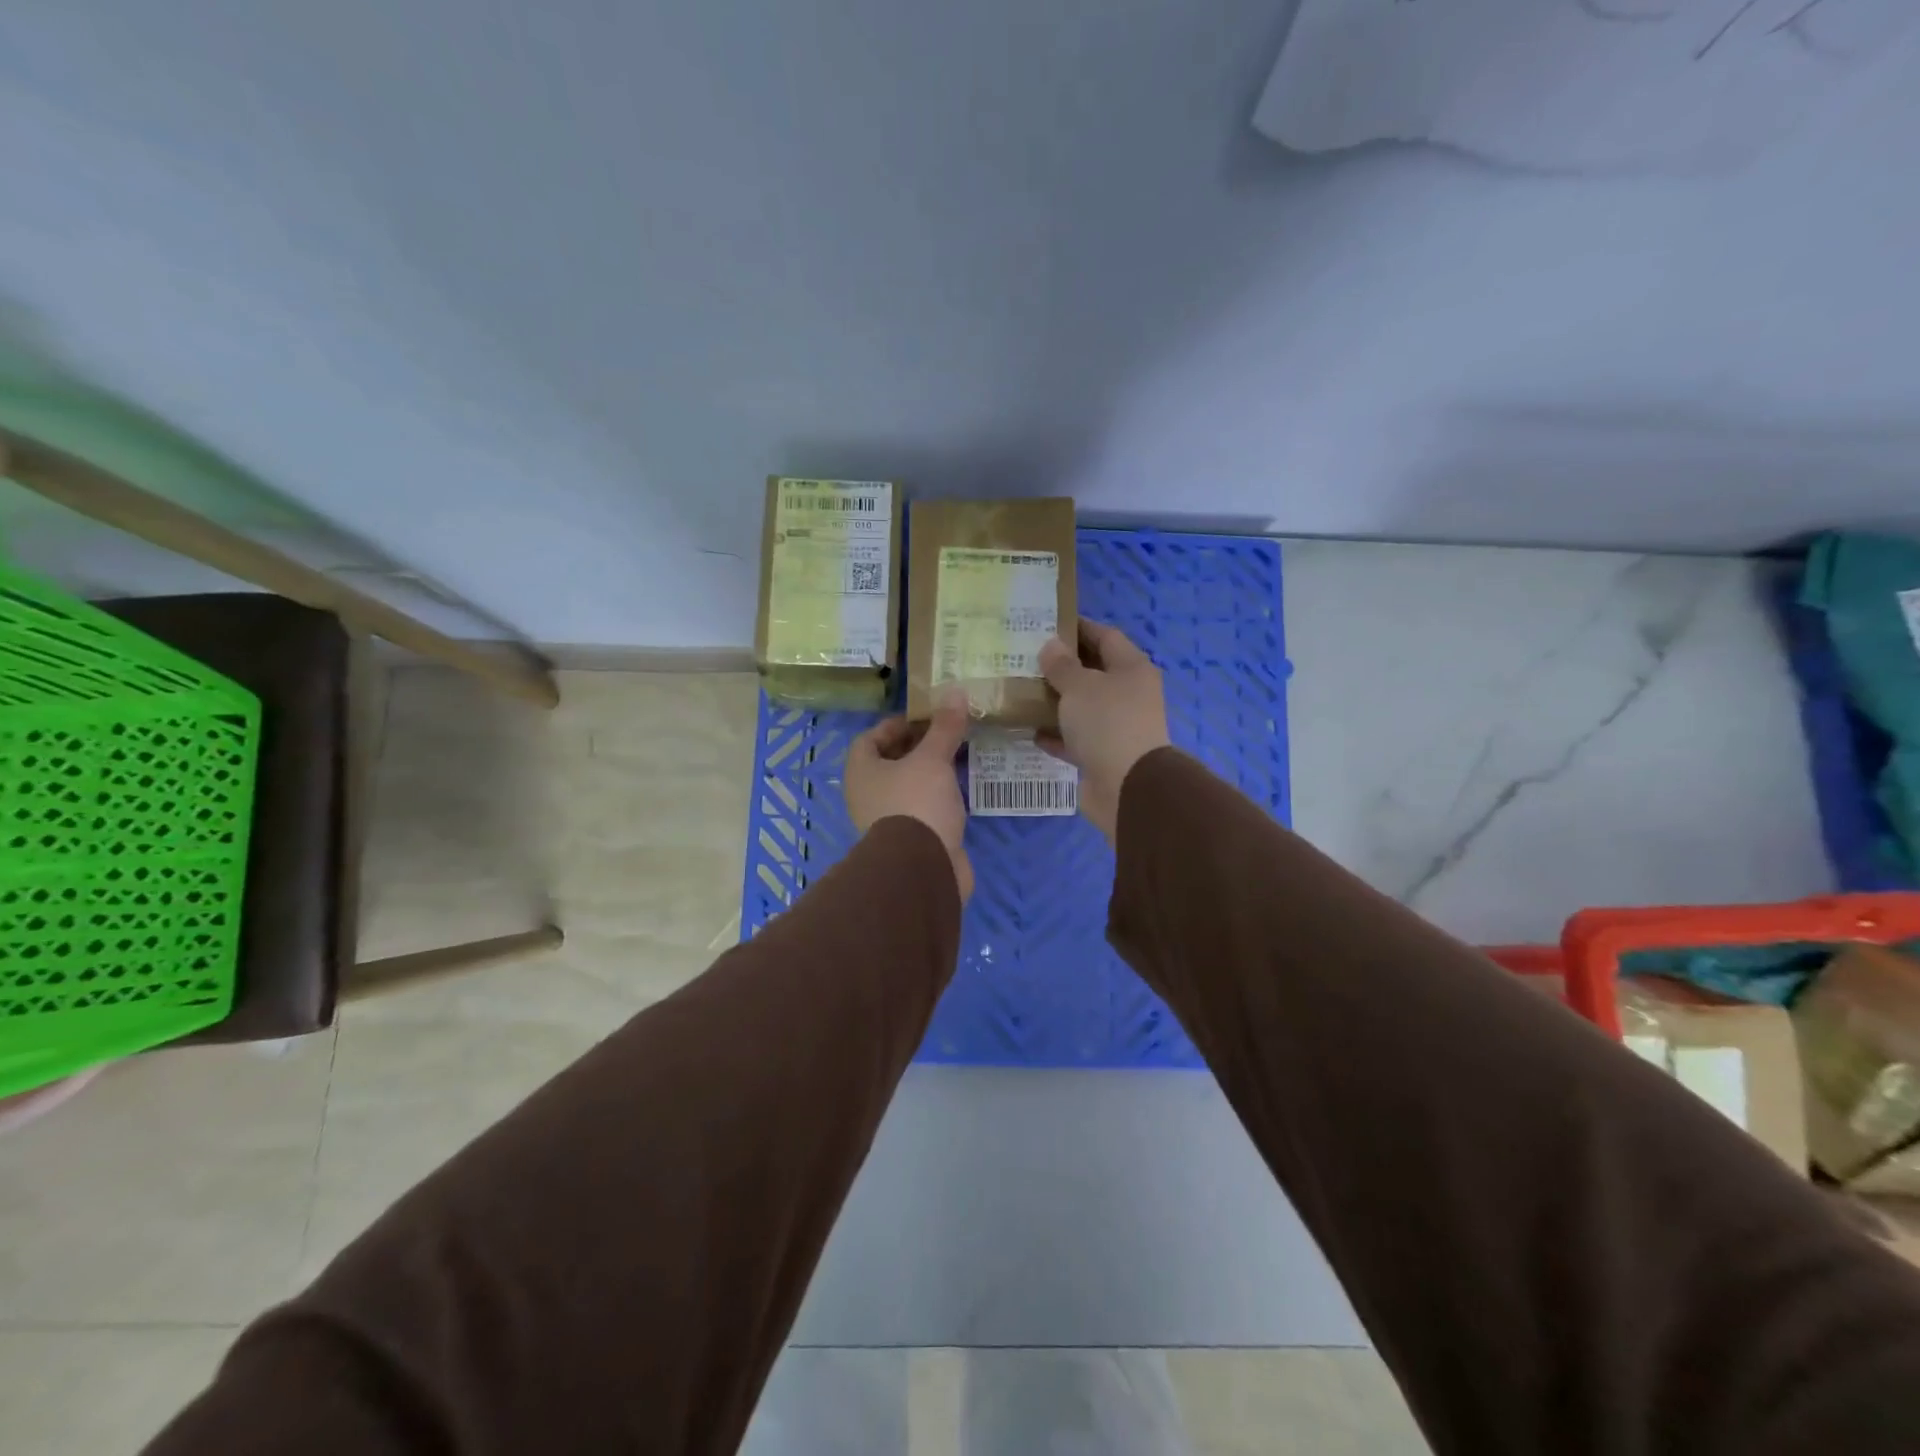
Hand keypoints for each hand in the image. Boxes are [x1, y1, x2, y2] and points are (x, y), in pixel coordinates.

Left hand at [845, 691, 972, 899]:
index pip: (870, 738)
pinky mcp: (909, 841)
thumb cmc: (917, 803)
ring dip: (929, 773)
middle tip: (946, 735)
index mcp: (861, 772)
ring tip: (958, 758)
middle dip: (917, 748)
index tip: (924, 718)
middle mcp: (867, 795)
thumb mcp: (933, 759)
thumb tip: (955, 691)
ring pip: (907, 787)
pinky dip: (937, 798)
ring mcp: (887, 820)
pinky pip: (922, 809)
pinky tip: (960, 791)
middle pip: (889, 763)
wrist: (922, 868)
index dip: (895, 725)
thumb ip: (944, 728)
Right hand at [1037, 620, 1171, 839]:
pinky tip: (1030, 730)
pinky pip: (1075, 738)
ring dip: (1056, 701)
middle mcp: (1128, 694)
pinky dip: (1056, 734)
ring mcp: (1117, 727)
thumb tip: (1051, 646)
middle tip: (1026, 658)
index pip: (1105, 636)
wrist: (1127, 787)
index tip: (1046, 624)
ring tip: (1022, 691)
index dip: (1078, 628)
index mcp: (1131, 669)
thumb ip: (1062, 665)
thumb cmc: (1107, 723)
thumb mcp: (1079, 686)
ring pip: (1082, 707)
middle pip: (1093, 672)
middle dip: (1062, 666)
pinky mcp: (1103, 755)